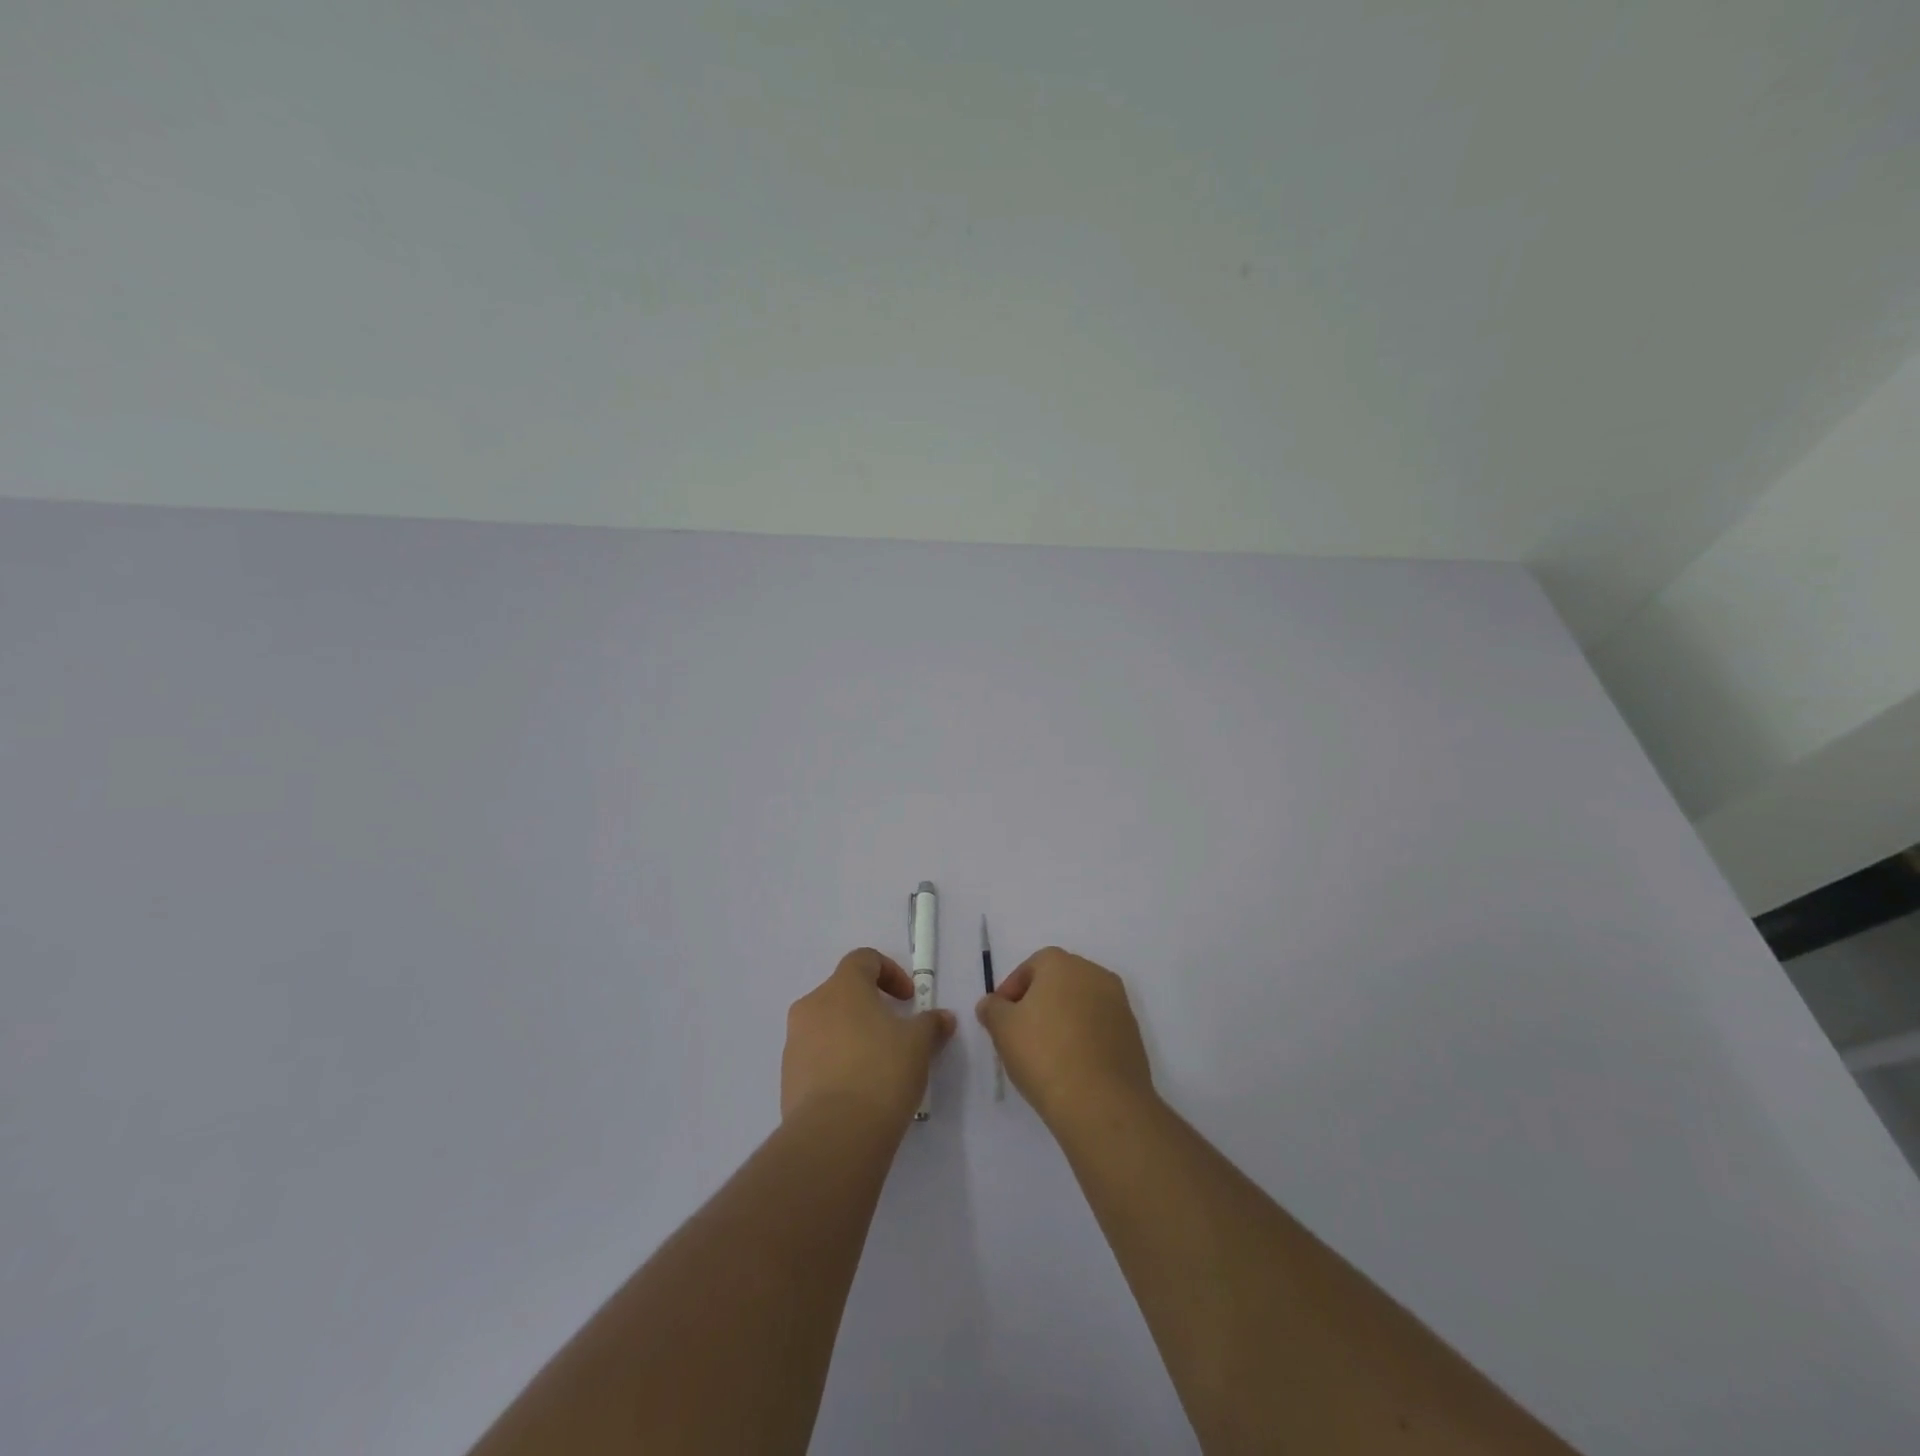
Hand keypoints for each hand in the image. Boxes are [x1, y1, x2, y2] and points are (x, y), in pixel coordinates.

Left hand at [783, 948, 956, 1130]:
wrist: (834, 1134)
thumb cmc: (881, 1070)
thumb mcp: (919, 1044)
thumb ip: (931, 1024)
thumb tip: (942, 1018)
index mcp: (842, 987)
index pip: (864, 959)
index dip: (890, 972)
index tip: (908, 999)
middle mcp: (812, 1006)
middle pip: (843, 993)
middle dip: (870, 1007)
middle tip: (895, 1033)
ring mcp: (794, 1043)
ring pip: (827, 1026)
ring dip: (852, 1036)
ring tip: (878, 1067)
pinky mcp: (788, 1078)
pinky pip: (816, 1058)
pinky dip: (837, 1064)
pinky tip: (858, 1092)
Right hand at [976, 946, 1154, 1128]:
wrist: (1102, 1102)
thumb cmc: (1044, 1054)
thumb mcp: (1002, 1029)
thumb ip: (993, 1009)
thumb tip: (992, 1004)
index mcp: (1062, 963)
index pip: (1030, 967)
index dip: (1011, 991)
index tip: (1000, 1019)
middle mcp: (1094, 973)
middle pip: (1058, 982)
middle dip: (1038, 1003)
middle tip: (1020, 1034)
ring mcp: (1118, 1003)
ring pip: (1080, 1005)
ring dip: (1062, 1021)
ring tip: (1046, 1054)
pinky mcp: (1132, 1034)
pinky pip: (1099, 1028)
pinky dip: (1083, 1039)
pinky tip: (1071, 1066)